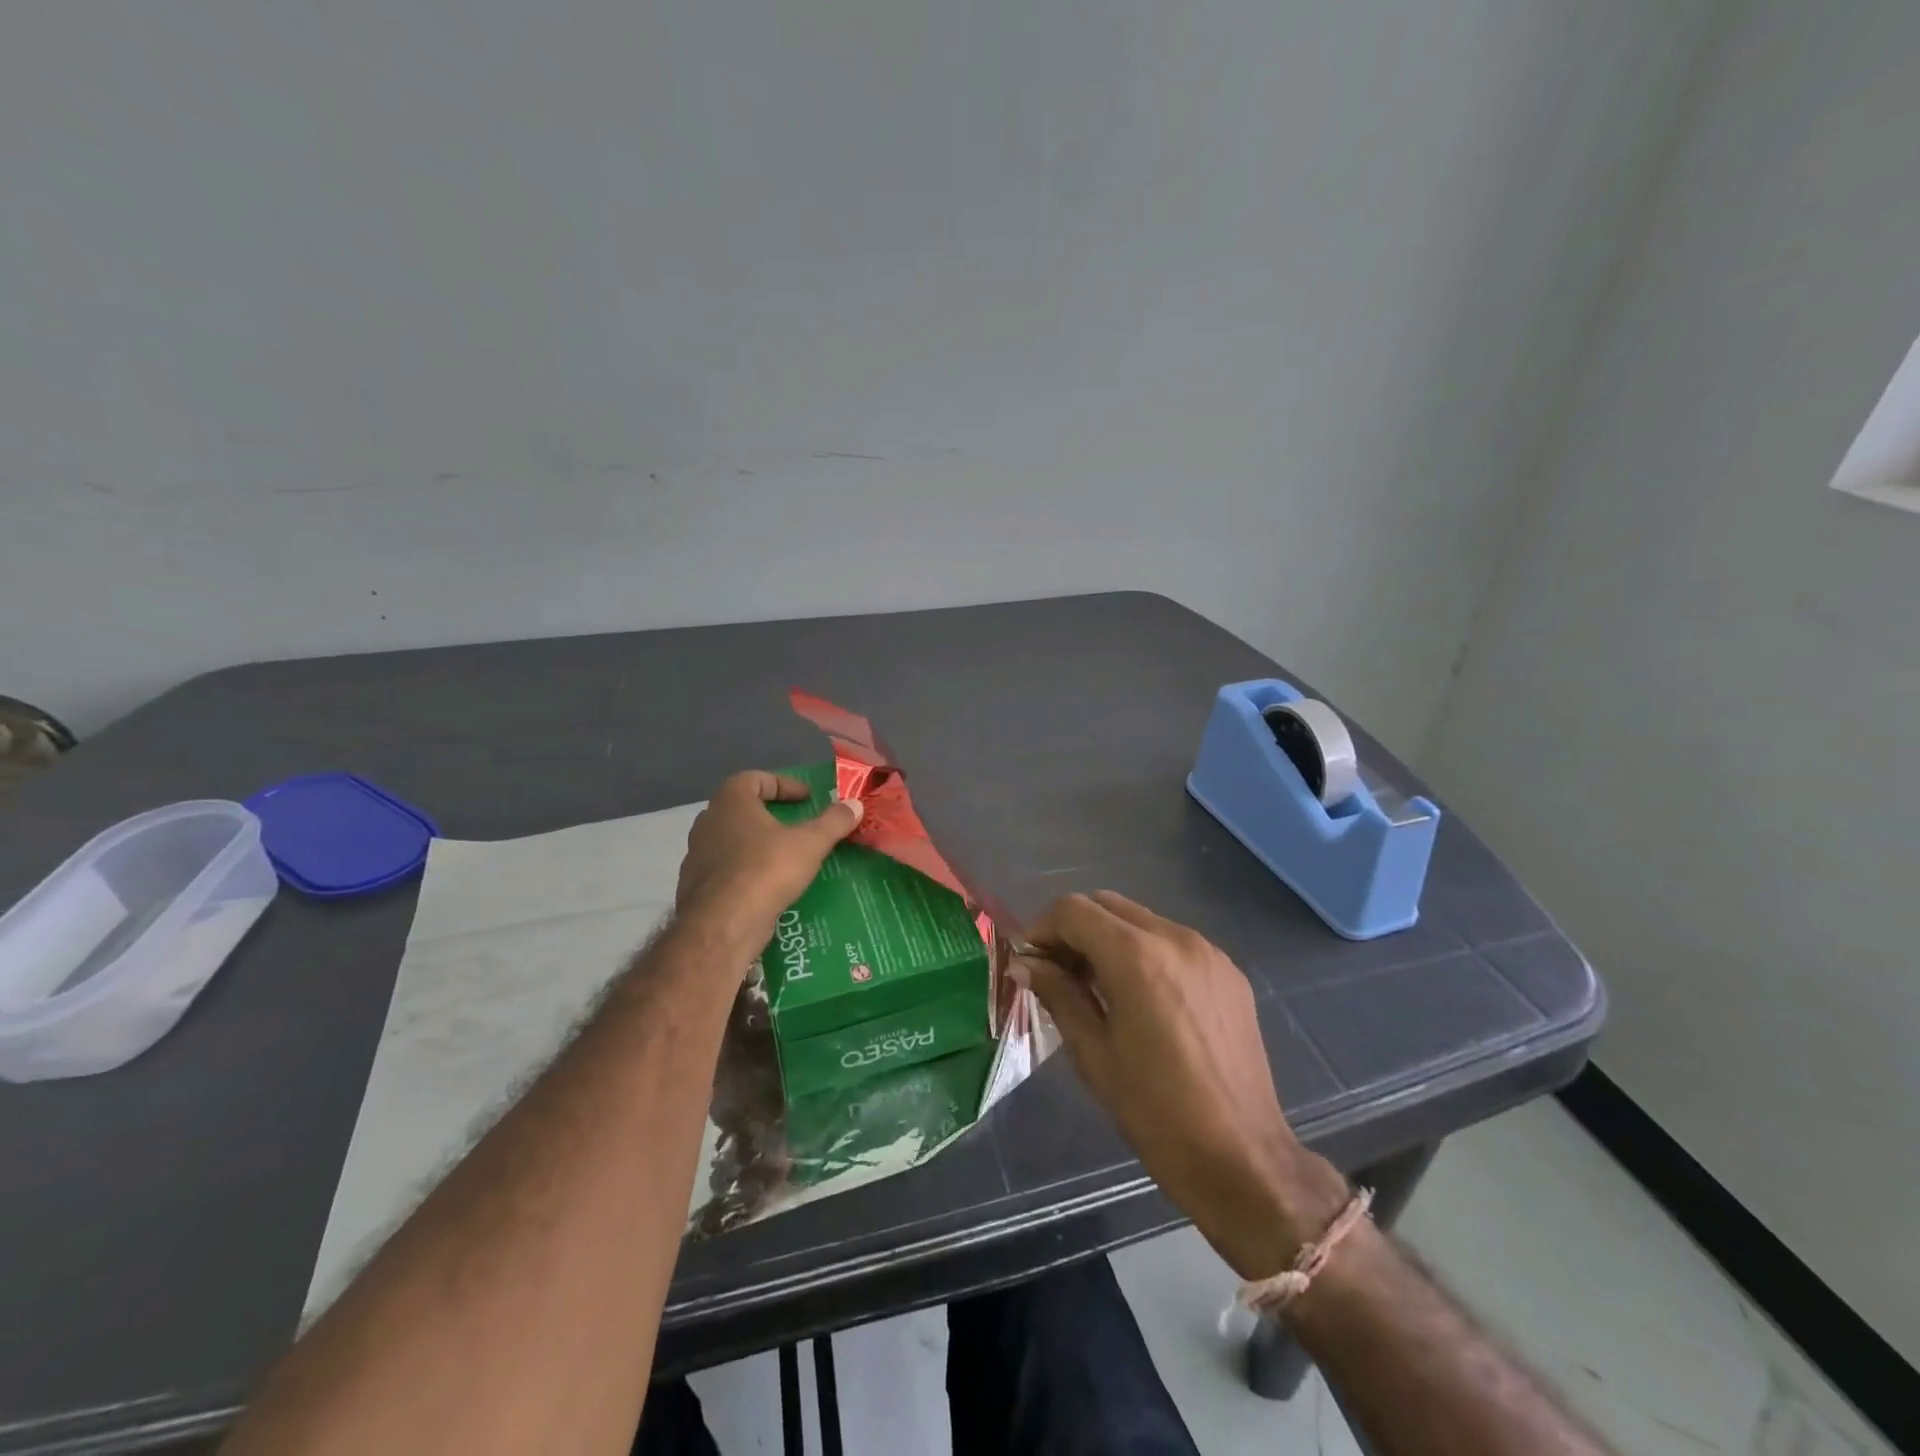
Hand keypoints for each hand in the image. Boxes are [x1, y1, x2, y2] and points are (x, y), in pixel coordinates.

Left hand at [676, 772, 862, 940]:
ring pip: (732, 840)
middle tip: (796, 825)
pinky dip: (746, 871)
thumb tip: (855, 804)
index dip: (783, 784)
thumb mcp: (810, 843)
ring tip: (785, 857)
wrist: (722, 924)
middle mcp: (708, 822)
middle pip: (741, 808)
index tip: (807, 798)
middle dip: (770, 814)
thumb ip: (833, 821)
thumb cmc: (766, 870)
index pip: (753, 778)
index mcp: (731, 802)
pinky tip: (767, 886)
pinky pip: (726, 869)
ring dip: (757, 843)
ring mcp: (697, 855)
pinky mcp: (696, 886)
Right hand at [1014, 891, 1349, 1279]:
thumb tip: (1024, 964)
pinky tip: (1142, 998)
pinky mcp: (1229, 972)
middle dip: (1074, 929)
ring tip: (1098, 987)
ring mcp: (1209, 952)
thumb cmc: (1155, 1111)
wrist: (1242, 1158)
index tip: (1031, 963)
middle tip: (1058, 972)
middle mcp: (1175, 938)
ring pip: (1141, 919)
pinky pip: (1173, 942)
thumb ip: (1057, 994)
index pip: (1074, 910)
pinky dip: (1145, 952)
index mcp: (1137, 957)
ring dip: (1110, 938)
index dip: (1042, 928)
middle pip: (1107, 904)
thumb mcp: (1093, 1053)